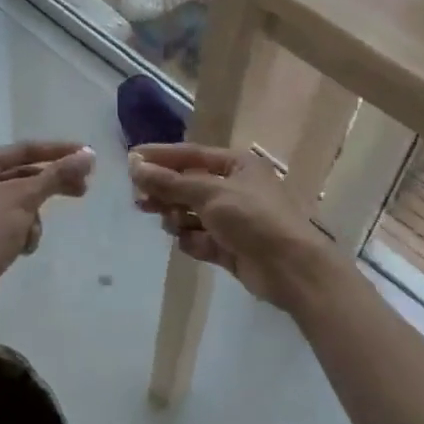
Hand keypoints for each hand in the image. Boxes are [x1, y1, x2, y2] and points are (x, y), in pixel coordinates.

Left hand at [0, 141, 94, 309]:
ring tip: (30, 235)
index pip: (26, 149)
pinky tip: (21, 248)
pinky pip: (12, 221)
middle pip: (25, 174)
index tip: (88, 155)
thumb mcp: (24, 198)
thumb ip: (57, 174)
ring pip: (21, 201)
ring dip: (33, 217)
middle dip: (51, 185)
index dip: (59, 151)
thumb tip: (88, 155)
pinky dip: (22, 232)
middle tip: (83, 189)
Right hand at [129, 143, 342, 310]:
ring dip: (178, 217)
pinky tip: (190, 243)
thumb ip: (170, 181)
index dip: (160, 157)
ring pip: (192, 213)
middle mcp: (234, 187)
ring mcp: (233, 219)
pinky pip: (201, 238)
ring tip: (171, 223)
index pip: (190, 154)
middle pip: (188, 184)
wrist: (292, 269)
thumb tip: (135, 164)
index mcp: (236, 164)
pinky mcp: (231, 247)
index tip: (131, 160)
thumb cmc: (253, 218)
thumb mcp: (209, 193)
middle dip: (165, 192)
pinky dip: (193, 241)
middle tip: (139, 200)